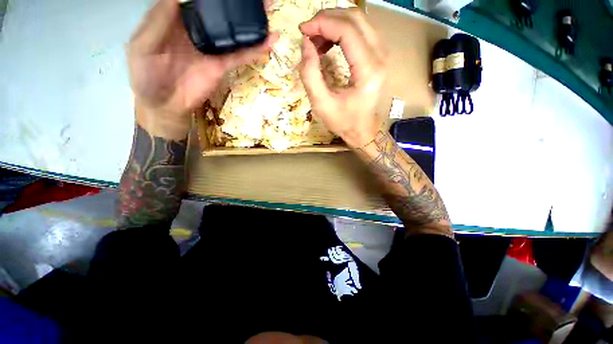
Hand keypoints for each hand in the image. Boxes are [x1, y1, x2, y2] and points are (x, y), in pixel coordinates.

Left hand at [128, 0, 275, 138]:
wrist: (165, 106)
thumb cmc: (146, 77)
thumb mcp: (142, 46)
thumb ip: (157, 22)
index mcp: (175, 20)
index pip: (194, 1)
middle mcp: (197, 31)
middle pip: (219, 13)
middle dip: (236, 4)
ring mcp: (212, 49)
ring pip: (233, 32)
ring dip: (251, 22)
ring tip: (268, 10)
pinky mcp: (222, 66)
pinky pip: (240, 56)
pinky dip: (255, 49)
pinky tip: (270, 41)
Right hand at [299, 8, 386, 148]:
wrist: (362, 130)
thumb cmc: (343, 121)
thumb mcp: (321, 104)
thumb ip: (310, 74)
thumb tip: (305, 43)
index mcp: (368, 70)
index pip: (347, 30)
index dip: (322, 24)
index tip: (302, 30)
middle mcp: (380, 56)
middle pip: (355, 18)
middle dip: (327, 19)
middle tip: (308, 32)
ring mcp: (381, 54)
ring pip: (358, 21)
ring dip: (333, 24)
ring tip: (315, 40)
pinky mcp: (377, 56)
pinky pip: (360, 31)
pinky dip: (340, 32)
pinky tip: (327, 44)